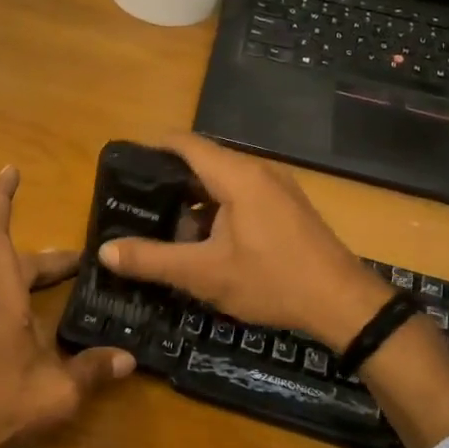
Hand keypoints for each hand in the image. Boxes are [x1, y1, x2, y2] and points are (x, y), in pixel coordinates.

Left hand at [0, 166, 134, 447]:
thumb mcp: (57, 394)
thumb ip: (93, 372)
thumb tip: (128, 359)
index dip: (1, 199)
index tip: (9, 171)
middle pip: (5, 261)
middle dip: (43, 260)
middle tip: (75, 268)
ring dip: (18, 279)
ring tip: (46, 296)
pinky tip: (14, 332)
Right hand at [99, 134, 390, 350]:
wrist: (343, 303)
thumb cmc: (271, 280)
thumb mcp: (203, 274)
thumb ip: (152, 260)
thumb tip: (105, 251)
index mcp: (236, 176)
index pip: (185, 143)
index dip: (151, 149)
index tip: (123, 166)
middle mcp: (258, 171)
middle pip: (203, 162)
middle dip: (168, 182)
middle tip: (136, 205)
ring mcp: (277, 189)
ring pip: (223, 183)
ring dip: (193, 202)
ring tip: (164, 229)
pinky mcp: (287, 208)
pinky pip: (242, 196)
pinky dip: (217, 211)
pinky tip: (205, 243)